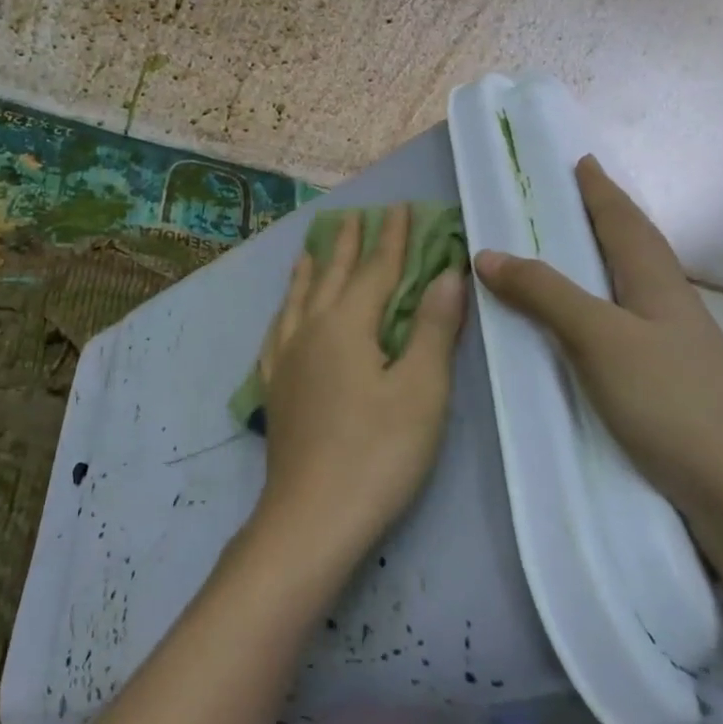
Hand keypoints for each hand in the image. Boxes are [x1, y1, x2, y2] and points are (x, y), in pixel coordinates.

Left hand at [253, 204, 468, 560]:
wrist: (312, 516)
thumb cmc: (379, 453)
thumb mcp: (422, 390)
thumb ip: (434, 328)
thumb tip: (448, 273)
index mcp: (347, 324)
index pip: (376, 269)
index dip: (392, 238)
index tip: (400, 207)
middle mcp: (310, 330)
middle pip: (333, 276)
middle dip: (349, 244)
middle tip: (356, 215)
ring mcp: (286, 359)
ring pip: (298, 299)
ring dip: (311, 271)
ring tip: (312, 251)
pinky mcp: (275, 388)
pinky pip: (277, 332)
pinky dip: (285, 311)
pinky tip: (283, 316)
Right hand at [473, 157, 722, 540]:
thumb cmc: (671, 400)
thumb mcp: (599, 338)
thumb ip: (545, 293)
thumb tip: (487, 252)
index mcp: (657, 282)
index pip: (624, 221)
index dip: (600, 190)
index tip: (581, 161)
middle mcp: (668, 305)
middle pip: (634, 247)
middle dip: (603, 218)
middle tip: (567, 200)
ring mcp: (673, 346)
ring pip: (631, 286)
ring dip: (601, 261)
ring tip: (567, 255)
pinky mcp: (668, 383)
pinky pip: (624, 324)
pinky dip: (598, 307)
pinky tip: (585, 325)